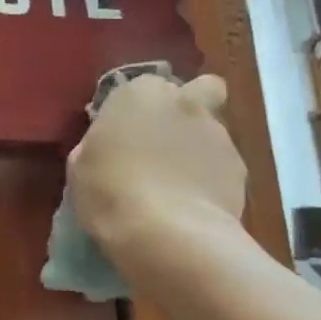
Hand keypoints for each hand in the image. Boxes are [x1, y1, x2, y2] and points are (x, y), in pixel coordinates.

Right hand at [66, 74, 246, 248]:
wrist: (166, 233)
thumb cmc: (110, 192)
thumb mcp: (80, 165)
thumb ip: (98, 142)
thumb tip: (109, 143)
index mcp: (140, 93)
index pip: (142, 86)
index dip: (135, 109)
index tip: (124, 134)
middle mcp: (184, 102)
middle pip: (198, 90)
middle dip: (187, 108)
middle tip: (166, 141)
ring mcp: (218, 133)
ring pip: (212, 130)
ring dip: (198, 147)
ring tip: (179, 184)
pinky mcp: (240, 168)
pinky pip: (222, 165)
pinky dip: (211, 178)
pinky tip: (195, 204)